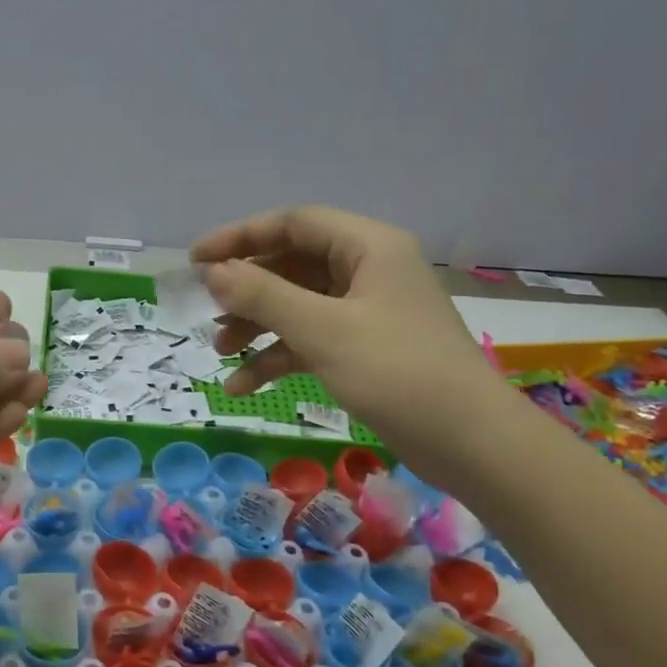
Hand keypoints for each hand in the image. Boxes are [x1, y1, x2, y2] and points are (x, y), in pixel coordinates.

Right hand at [190, 206, 515, 479]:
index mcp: (368, 246)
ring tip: (220, 351)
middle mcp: (368, 270)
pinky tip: (243, 386)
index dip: (240, 237)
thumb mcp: (322, 330)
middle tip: (208, 310)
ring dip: (258, 325)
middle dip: (247, 289)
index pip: (293, 223)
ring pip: (298, 305)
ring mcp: (368, 312)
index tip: (196, 260)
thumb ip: (263, 296)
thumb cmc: (397, 372)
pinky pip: (311, 339)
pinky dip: (278, 357)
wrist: (470, 442)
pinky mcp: (366, 349)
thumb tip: (213, 272)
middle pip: (293, 264)